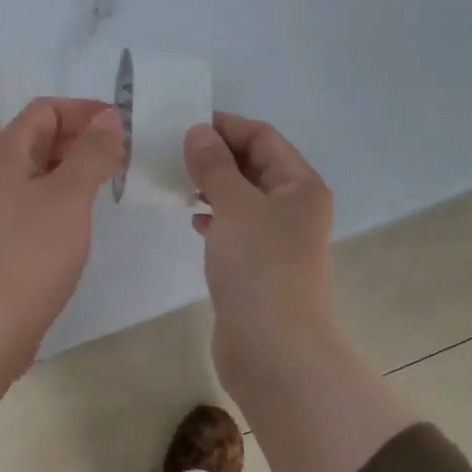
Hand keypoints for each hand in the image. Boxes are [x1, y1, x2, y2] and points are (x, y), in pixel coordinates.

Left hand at [0, 97, 126, 366]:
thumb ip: (91, 153)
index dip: (82, 110)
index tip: (121, 126)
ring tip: (111, 182)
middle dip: (82, 138)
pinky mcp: (6, 242)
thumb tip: (108, 117)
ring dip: (76, 169)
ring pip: (41, 174)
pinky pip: (38, 204)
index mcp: (6, 157)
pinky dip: (65, 199)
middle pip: (40, 140)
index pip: (43, 110)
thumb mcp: (69, 196)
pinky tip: (85, 217)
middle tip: (123, 154)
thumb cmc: (31, 253)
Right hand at [183, 112, 334, 386]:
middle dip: (216, 155)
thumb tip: (199, 132)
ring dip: (212, 186)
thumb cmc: (258, 268)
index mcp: (300, 186)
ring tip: (175, 181)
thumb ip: (214, 166)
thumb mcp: (234, 206)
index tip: (184, 124)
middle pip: (255, 166)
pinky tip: (192, 221)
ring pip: (243, 198)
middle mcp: (295, 207)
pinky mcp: (260, 266)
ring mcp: (278, 239)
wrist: (272, 347)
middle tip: (172, 151)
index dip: (226, 126)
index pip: (263, 137)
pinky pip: (236, 228)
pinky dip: (214, 218)